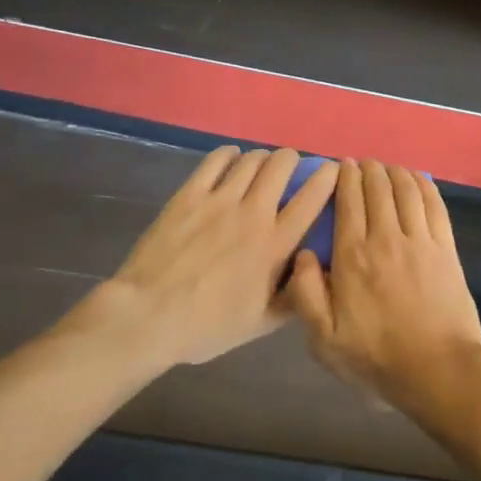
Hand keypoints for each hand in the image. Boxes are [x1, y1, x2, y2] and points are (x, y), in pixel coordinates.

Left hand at [52, 147, 336, 368]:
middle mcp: (253, 214)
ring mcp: (219, 200)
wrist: (148, 316)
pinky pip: (215, 161)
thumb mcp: (261, 324)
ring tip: (261, 165)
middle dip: (292, 160)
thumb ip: (295, 299)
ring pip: (251, 160)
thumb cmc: (207, 326)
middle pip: (281, 166)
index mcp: (275, 245)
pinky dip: (229, 155)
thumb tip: (316, 277)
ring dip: (262, 158)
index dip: (327, 177)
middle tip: (290, 168)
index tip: (333, 169)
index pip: (312, 199)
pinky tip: (231, 159)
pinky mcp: (189, 195)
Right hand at [286, 160, 480, 431]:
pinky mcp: (446, 249)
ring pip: (406, 191)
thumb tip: (303, 253)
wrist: (438, 368)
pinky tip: (419, 179)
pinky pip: (435, 206)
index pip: (348, 203)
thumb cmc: (376, 358)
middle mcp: (386, 238)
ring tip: (387, 166)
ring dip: (395, 172)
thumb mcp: (323, 339)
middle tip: (363, 163)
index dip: (345, 179)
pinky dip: (425, 186)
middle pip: (378, 189)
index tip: (342, 166)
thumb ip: (306, 294)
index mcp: (352, 257)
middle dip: (368, 170)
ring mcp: (420, 241)